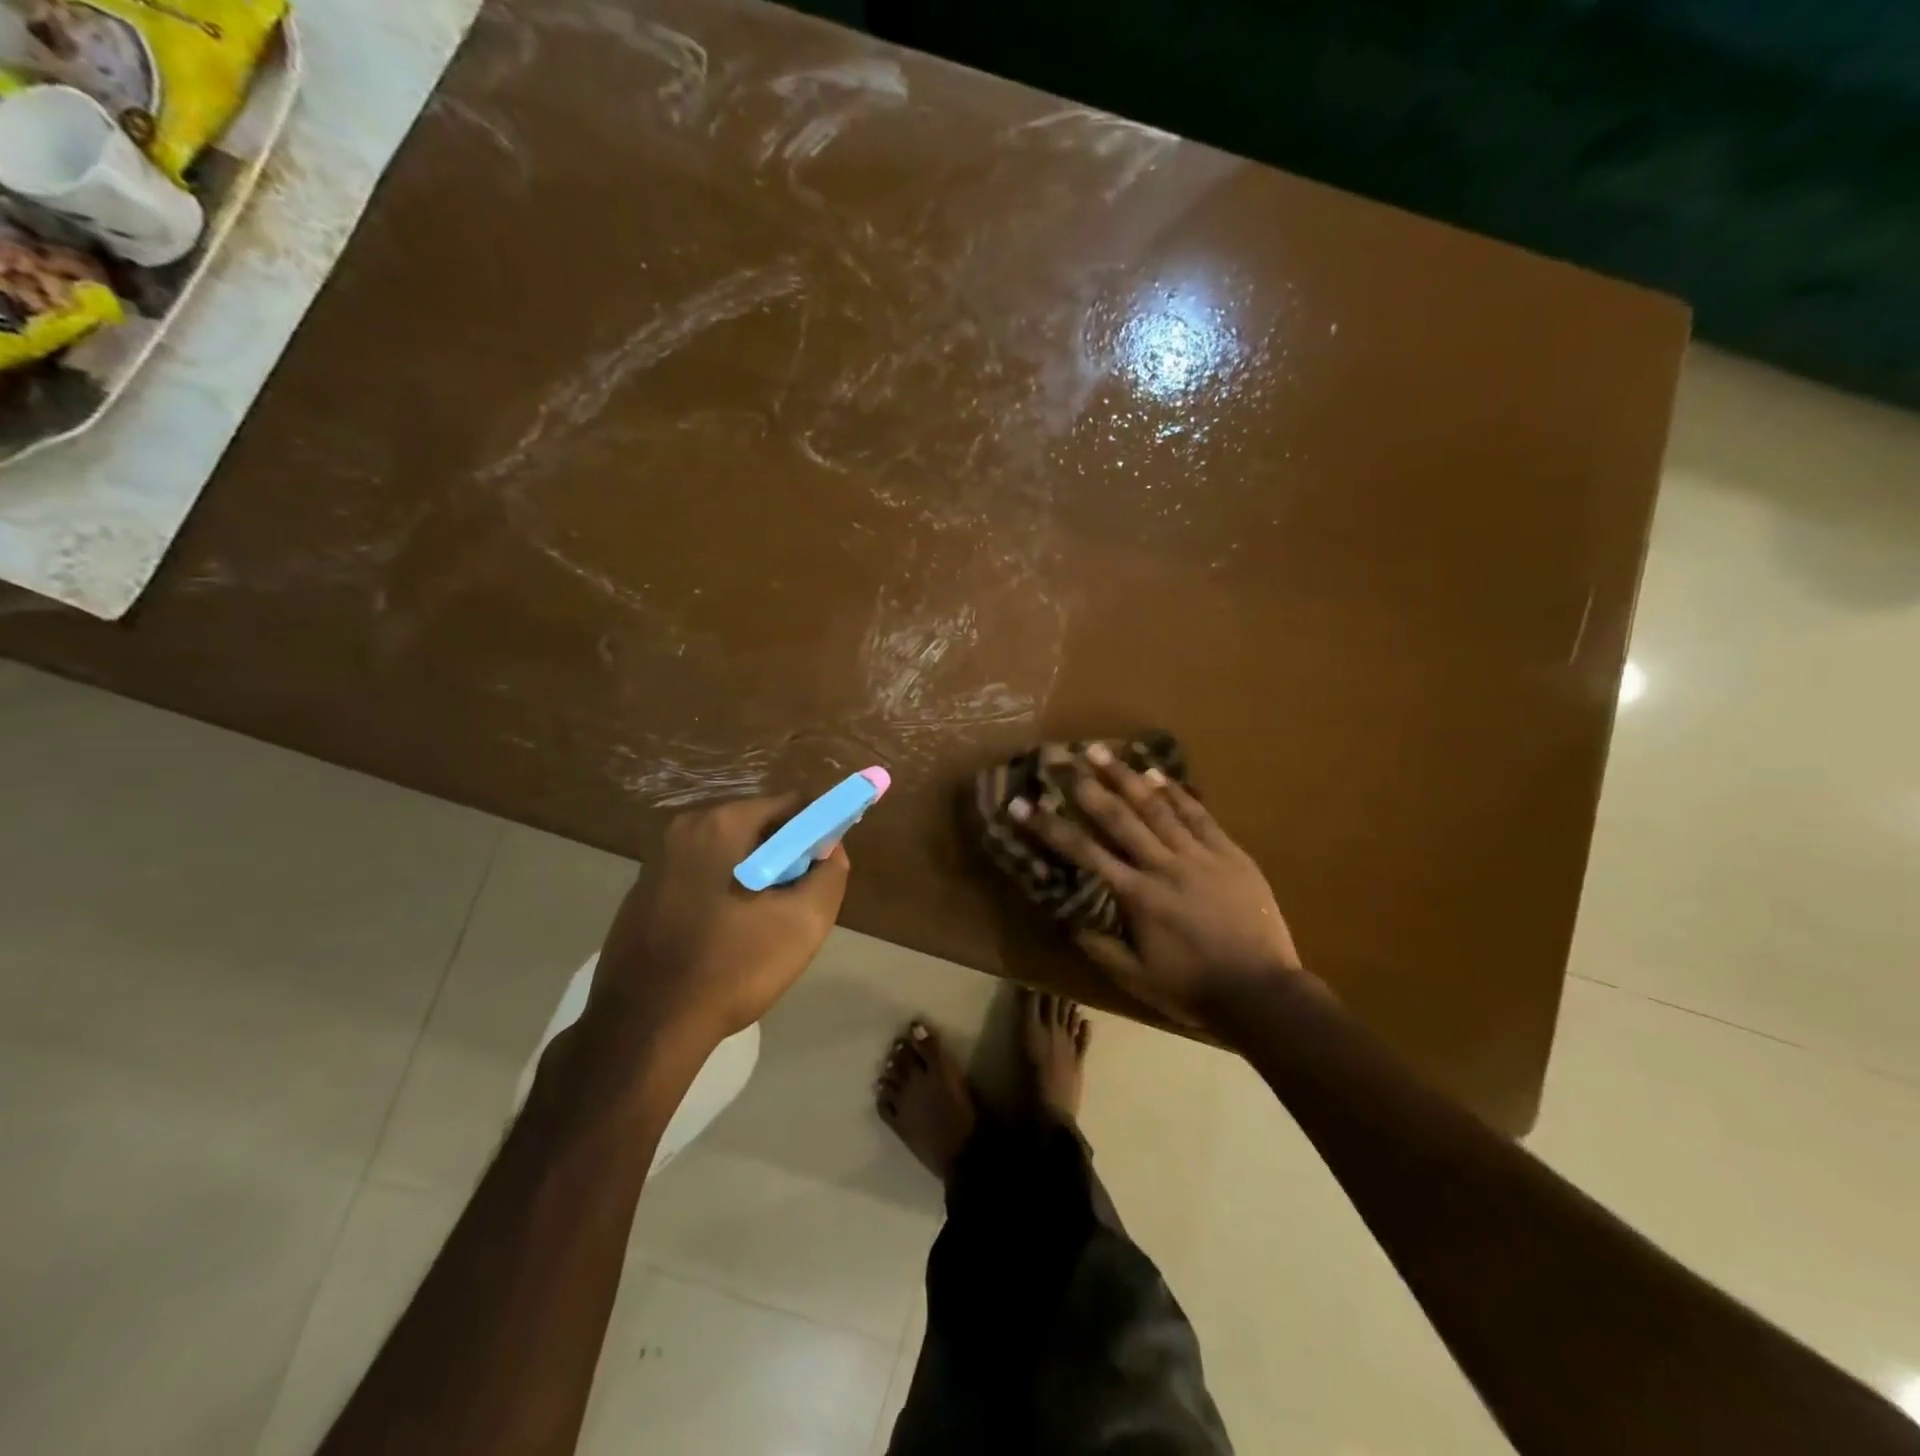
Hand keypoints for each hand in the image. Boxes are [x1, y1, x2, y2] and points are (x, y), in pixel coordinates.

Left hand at [587, 794, 849, 1048]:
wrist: (646, 1027)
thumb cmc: (732, 966)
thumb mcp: (804, 922)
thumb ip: (830, 874)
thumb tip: (830, 850)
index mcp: (722, 823)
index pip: (791, 805)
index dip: (818, 833)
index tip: (823, 872)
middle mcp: (684, 829)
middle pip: (758, 827)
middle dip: (785, 859)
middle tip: (795, 905)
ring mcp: (657, 861)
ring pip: (729, 855)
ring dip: (755, 879)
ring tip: (761, 928)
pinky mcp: (642, 893)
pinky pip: (700, 878)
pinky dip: (723, 894)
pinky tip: (725, 939)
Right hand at [1013, 745, 1317, 1033]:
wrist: (1263, 993)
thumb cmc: (1194, 990)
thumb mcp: (1136, 979)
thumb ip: (1099, 946)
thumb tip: (1067, 917)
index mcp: (1137, 896)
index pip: (1083, 853)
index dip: (1049, 827)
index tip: (1022, 806)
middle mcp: (1163, 866)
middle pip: (1119, 818)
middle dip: (1087, 787)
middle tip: (1062, 760)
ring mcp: (1199, 856)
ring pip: (1157, 807)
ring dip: (1126, 776)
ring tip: (1102, 751)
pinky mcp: (1229, 853)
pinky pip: (1199, 815)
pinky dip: (1177, 792)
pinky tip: (1158, 774)